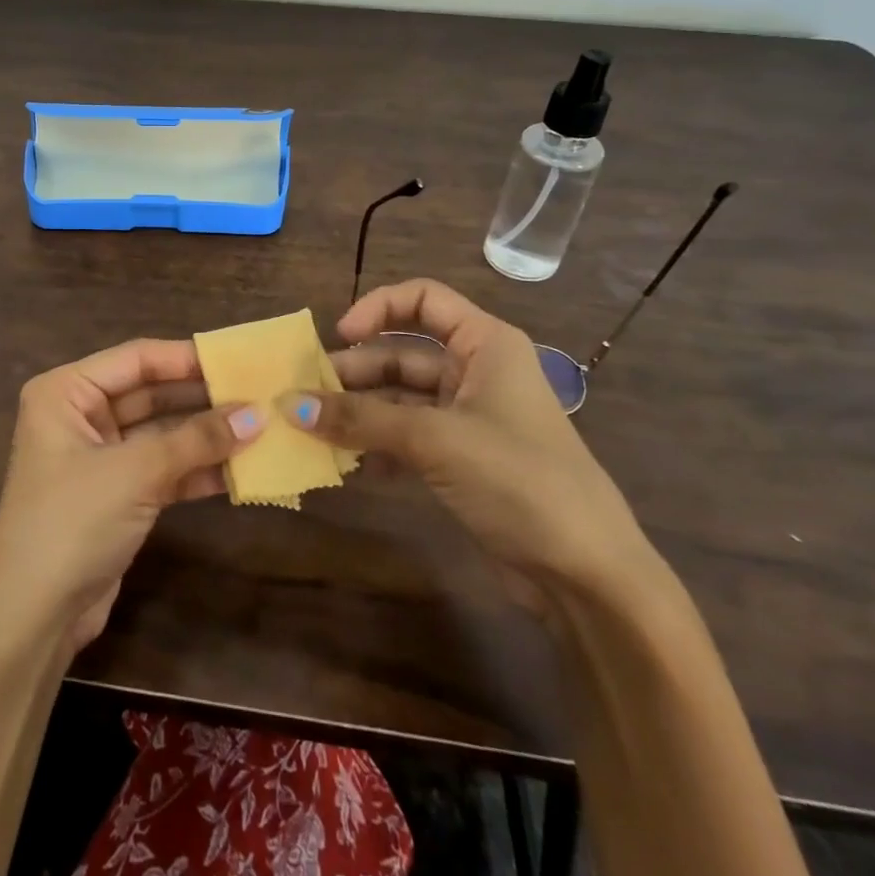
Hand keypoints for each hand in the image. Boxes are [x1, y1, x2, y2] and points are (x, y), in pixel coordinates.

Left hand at [0, 339, 260, 654]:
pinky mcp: (117, 495)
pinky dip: (196, 470)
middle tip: (258, 394)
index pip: (136, 358)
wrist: (33, 618)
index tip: (238, 359)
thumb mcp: (135, 472)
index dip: (187, 358)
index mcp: (66, 392)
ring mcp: (99, 457)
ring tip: (260, 429)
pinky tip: (240, 471)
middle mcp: (80, 416)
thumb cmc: (72, 522)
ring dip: (205, 436)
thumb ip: (196, 440)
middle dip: (201, 398)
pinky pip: (163, 470)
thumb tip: (257, 414)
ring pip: (161, 434)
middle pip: (150, 393)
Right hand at [288, 279, 655, 607]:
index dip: (377, 308)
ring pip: (399, 399)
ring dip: (358, 413)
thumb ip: (359, 419)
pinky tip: (348, 465)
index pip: (423, 299)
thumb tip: (287, 404)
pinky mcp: (461, 460)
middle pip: (402, 353)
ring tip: (312, 430)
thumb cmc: (518, 480)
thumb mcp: (434, 440)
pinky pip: (406, 438)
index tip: (338, 336)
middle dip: (354, 372)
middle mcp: (476, 372)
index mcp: (485, 344)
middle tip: (304, 396)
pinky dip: (376, 446)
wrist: (587, 576)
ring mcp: (468, 418)